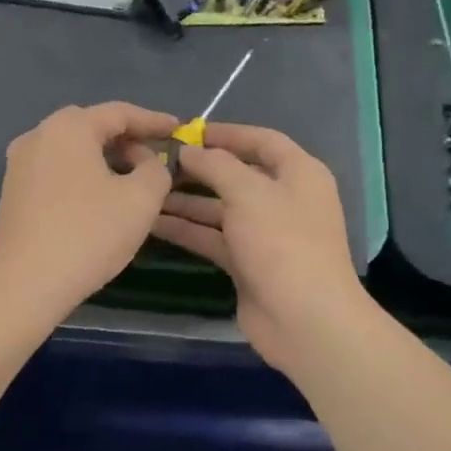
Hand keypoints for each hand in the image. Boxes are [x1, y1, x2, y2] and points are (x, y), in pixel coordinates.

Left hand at [0, 102, 179, 318]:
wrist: (25, 284)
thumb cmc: (88, 235)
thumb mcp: (140, 200)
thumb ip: (156, 170)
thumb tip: (148, 163)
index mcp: (68, 127)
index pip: (119, 113)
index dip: (153, 121)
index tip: (179, 130)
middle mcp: (38, 135)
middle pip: (92, 127)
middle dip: (128, 140)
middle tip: (157, 157)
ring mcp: (19, 163)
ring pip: (73, 149)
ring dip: (105, 158)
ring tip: (134, 179)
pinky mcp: (13, 190)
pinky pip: (57, 169)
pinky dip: (83, 174)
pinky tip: (101, 197)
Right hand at [150, 123, 368, 374]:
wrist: (304, 319)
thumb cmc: (282, 242)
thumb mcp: (248, 192)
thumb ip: (216, 165)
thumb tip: (189, 150)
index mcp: (298, 174)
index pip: (262, 141)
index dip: (226, 133)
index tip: (187, 131)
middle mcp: (283, 199)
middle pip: (237, 174)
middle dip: (198, 168)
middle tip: (156, 162)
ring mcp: (265, 233)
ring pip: (220, 208)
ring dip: (186, 200)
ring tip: (146, 190)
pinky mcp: (247, 262)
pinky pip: (213, 237)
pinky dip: (187, 229)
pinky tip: (152, 222)